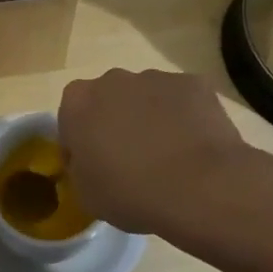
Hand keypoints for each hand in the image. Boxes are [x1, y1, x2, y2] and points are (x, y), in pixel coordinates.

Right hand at [58, 69, 272, 245]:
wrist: (201, 187)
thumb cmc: (132, 193)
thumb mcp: (86, 194)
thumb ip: (79, 167)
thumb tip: (89, 161)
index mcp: (77, 102)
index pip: (70, 118)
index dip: (80, 143)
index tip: (94, 167)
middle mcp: (112, 80)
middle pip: (109, 100)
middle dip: (116, 123)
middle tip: (131, 160)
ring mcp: (156, 77)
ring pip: (146, 97)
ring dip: (150, 118)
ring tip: (169, 156)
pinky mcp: (193, 83)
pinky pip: (182, 100)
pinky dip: (184, 117)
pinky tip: (194, 147)